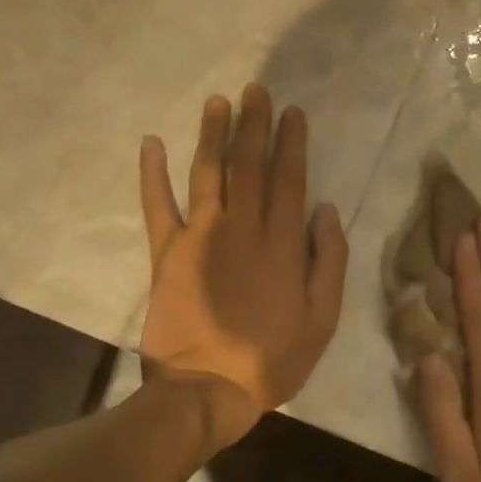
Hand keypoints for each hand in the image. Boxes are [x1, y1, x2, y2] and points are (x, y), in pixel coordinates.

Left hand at [138, 86, 348, 448]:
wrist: (205, 391)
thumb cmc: (272, 357)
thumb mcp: (323, 317)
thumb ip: (328, 260)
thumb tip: (326, 211)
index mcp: (281, 242)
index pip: (289, 178)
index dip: (291, 142)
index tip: (292, 111)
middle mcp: (242, 228)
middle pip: (249, 165)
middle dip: (254, 124)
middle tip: (255, 90)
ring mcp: (200, 237)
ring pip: (209, 173)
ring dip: (213, 135)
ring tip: (217, 102)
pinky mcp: (166, 254)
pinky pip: (157, 206)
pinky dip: (153, 174)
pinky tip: (151, 143)